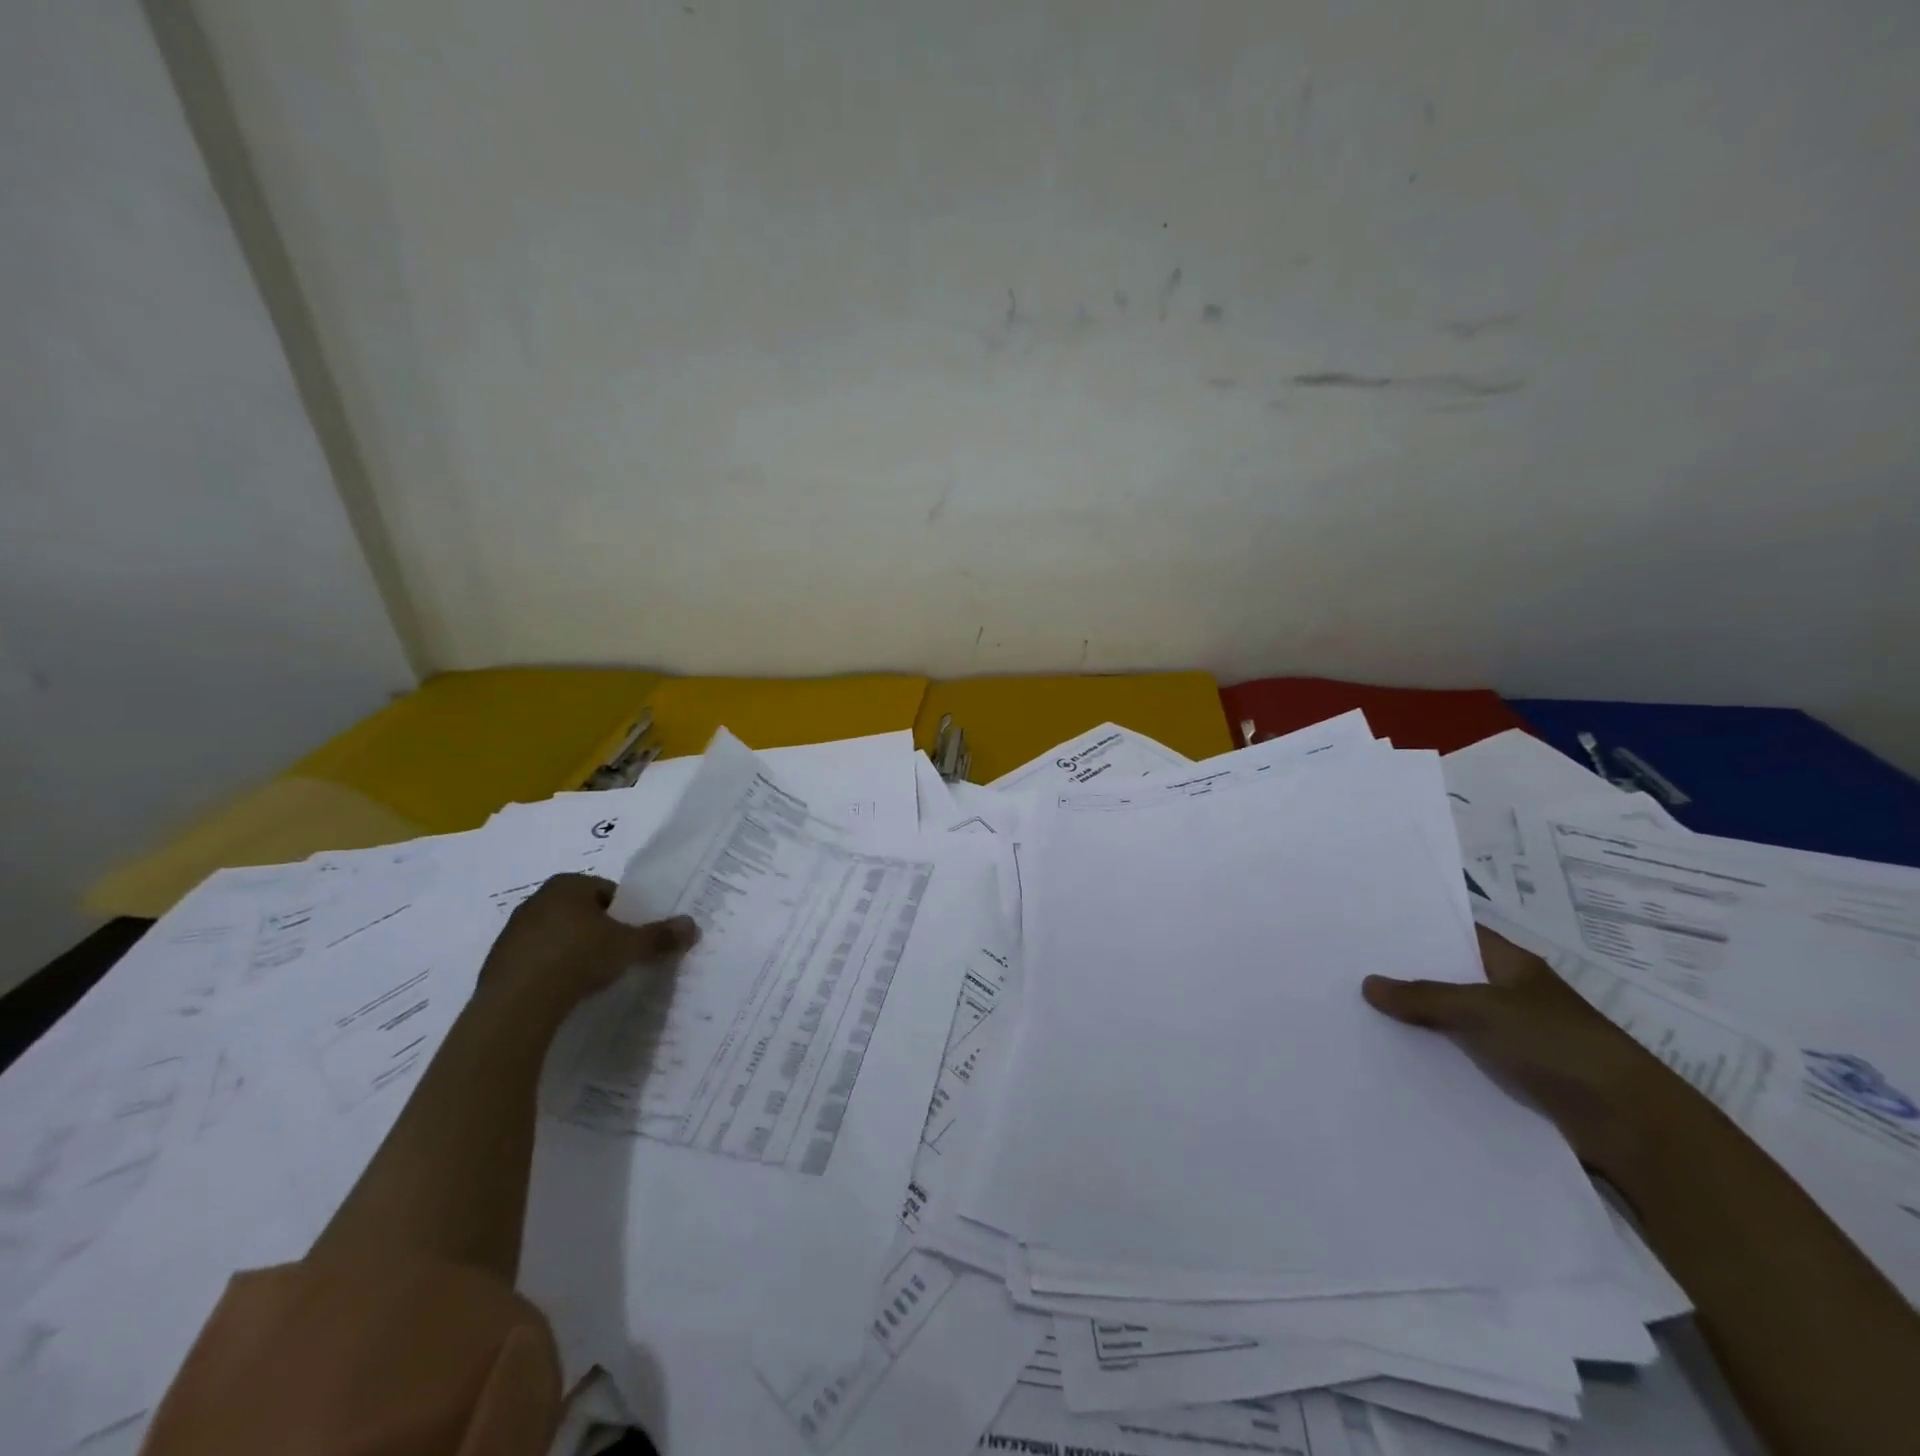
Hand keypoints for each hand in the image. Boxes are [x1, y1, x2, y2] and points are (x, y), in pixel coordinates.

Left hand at [474, 873, 698, 1023]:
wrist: (517, 1004)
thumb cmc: (579, 958)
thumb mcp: (629, 946)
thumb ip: (660, 935)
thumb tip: (693, 925)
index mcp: (568, 884)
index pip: (607, 891)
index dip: (625, 913)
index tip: (632, 937)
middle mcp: (537, 899)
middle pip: (581, 912)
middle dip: (598, 931)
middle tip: (616, 956)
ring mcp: (513, 931)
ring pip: (556, 936)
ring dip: (572, 951)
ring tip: (590, 977)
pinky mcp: (497, 962)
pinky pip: (535, 960)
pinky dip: (550, 971)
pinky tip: (562, 991)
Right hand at [1362, 925, 1686, 1177]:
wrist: (1629, 1126)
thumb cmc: (1559, 1045)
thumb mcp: (1483, 1010)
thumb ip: (1424, 996)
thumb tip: (1367, 983)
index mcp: (1513, 966)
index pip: (1460, 933)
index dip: (1420, 927)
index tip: (1371, 925)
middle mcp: (1512, 996)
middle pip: (1451, 977)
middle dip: (1407, 976)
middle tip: (1350, 968)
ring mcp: (1514, 1037)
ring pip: (1453, 1021)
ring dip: (1417, 1021)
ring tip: (1358, 1012)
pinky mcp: (1514, 1076)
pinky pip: (1462, 1058)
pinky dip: (1434, 1057)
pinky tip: (1393, 1057)